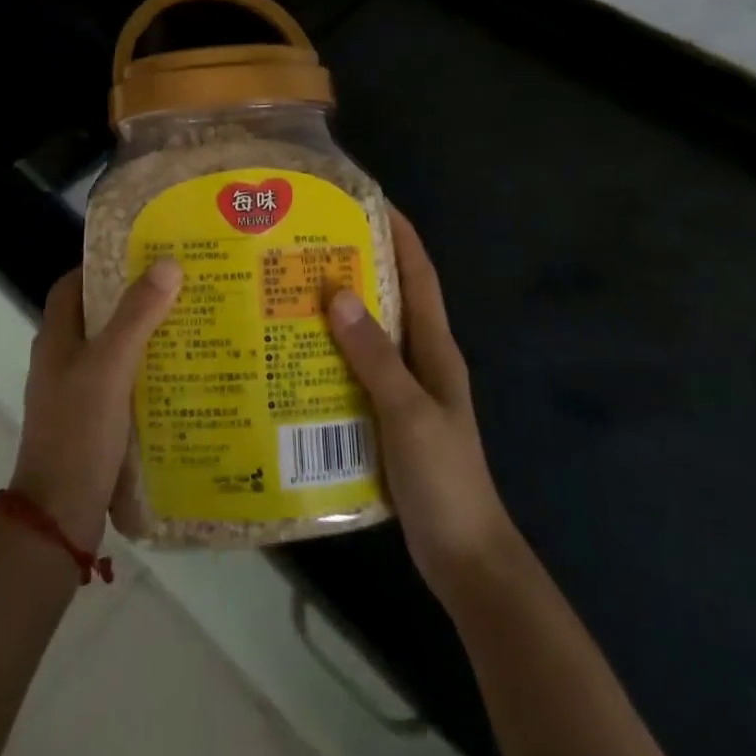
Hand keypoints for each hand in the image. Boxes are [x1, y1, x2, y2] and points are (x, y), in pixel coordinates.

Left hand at [9, 260, 182, 548]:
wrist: (58, 518)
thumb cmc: (78, 431)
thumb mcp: (110, 366)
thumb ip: (137, 315)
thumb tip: (167, 263)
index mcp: (56, 338)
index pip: (73, 285)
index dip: (103, 266)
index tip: (144, 256)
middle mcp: (62, 359)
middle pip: (98, 315)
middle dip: (135, 299)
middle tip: (180, 288)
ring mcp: (76, 392)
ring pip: (113, 350)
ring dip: (145, 336)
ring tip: (190, 325)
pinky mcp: (93, 421)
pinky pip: (122, 382)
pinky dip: (146, 372)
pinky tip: (180, 375)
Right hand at [327, 209, 522, 610]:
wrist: (465, 558)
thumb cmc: (444, 478)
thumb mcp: (408, 412)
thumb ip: (374, 355)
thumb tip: (336, 291)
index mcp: (434, 347)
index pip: (419, 273)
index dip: (399, 232)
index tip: (367, 198)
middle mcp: (420, 358)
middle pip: (390, 295)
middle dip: (357, 262)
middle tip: (307, 239)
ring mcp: (403, 388)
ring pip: (369, 333)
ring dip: (338, 308)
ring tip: (289, 286)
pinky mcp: (385, 416)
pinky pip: (355, 370)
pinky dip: (330, 353)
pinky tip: (293, 354)